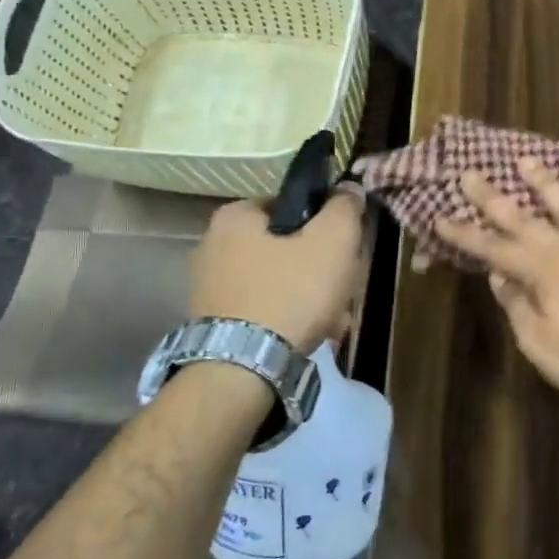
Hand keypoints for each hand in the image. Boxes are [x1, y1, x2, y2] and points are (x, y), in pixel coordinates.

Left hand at [189, 188, 367, 351]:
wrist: (241, 370)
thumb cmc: (291, 293)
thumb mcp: (333, 241)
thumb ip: (344, 208)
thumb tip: (348, 189)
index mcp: (235, 216)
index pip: (292, 205)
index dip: (326, 225)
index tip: (346, 250)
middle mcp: (213, 245)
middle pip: (288, 247)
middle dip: (322, 270)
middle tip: (345, 291)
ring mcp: (210, 287)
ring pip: (280, 281)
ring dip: (311, 298)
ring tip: (334, 323)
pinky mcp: (214, 322)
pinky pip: (263, 309)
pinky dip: (288, 319)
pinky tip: (310, 337)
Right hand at [434, 159, 558, 402]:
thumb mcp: (539, 343)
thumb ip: (517, 304)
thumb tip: (499, 274)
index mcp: (539, 271)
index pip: (492, 248)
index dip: (464, 234)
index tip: (440, 218)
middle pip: (522, 217)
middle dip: (492, 197)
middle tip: (470, 174)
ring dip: (544, 182)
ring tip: (526, 161)